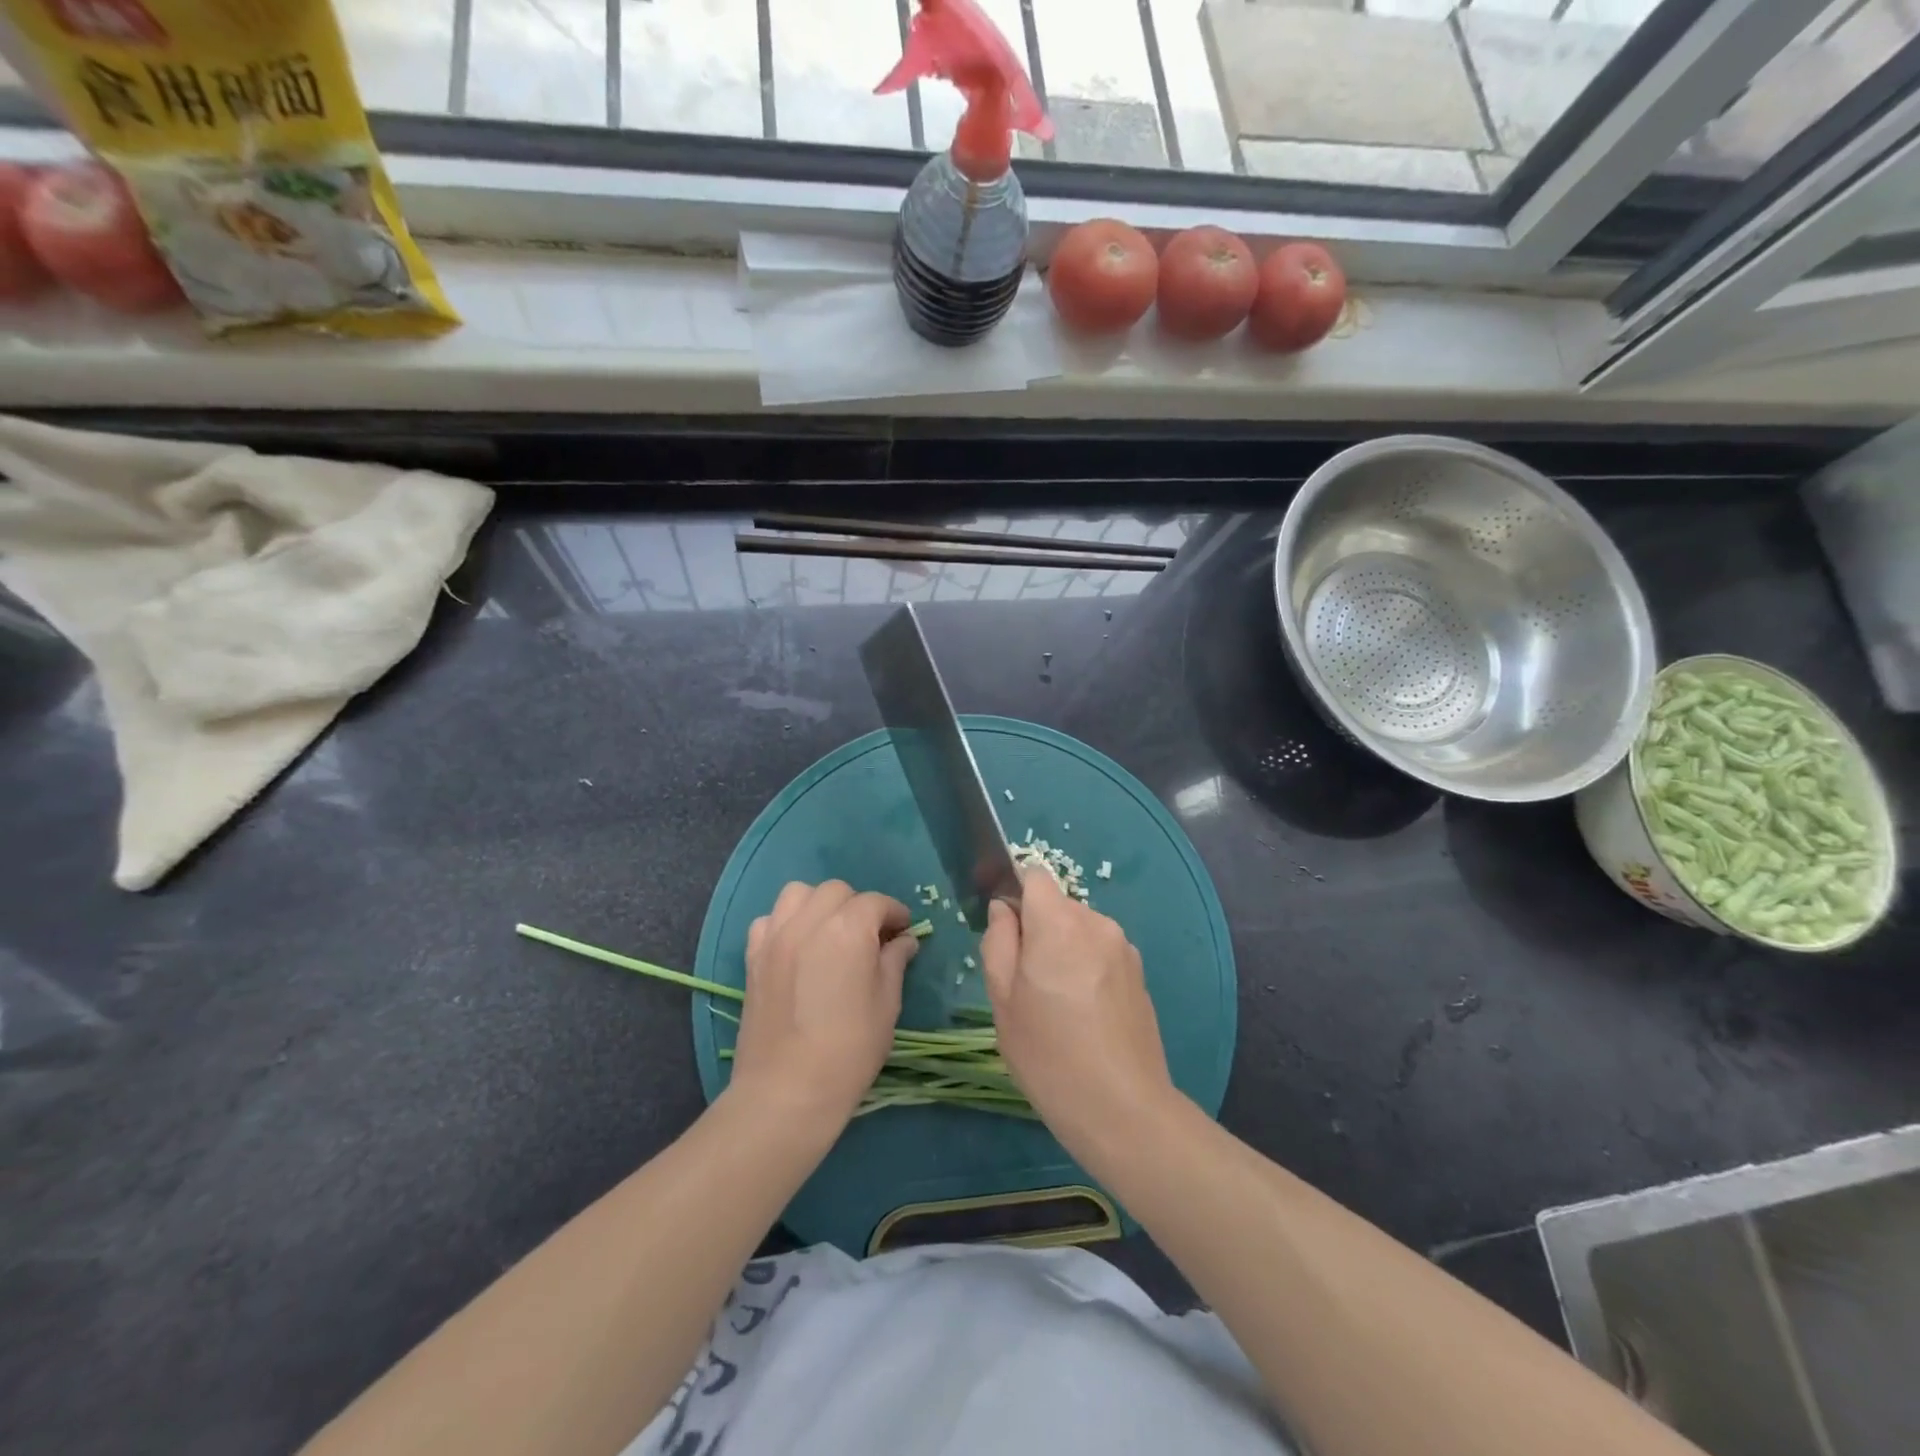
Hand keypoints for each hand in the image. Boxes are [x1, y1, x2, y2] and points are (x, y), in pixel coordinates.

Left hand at [730, 880, 918, 1130]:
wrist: (786, 1091)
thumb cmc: (849, 1050)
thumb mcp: (886, 1004)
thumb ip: (894, 962)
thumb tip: (904, 941)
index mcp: (848, 930)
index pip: (876, 903)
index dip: (894, 913)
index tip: (904, 931)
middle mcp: (809, 921)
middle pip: (837, 892)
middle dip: (858, 906)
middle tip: (870, 936)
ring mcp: (776, 936)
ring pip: (799, 894)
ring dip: (819, 904)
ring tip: (831, 932)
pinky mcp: (753, 956)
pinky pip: (770, 919)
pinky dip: (787, 922)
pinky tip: (798, 946)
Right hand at [980, 867, 1175, 1155]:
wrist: (1123, 1109)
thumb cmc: (1049, 1055)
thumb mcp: (1003, 1000)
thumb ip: (998, 942)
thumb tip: (1003, 909)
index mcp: (1059, 923)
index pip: (1034, 875)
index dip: (1015, 894)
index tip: (1005, 932)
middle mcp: (1097, 923)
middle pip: (1057, 905)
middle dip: (1038, 929)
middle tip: (1025, 983)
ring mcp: (1123, 948)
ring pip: (1079, 930)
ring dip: (1063, 950)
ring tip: (1056, 1004)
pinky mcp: (1139, 973)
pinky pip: (1100, 952)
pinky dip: (1085, 967)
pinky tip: (1083, 1015)